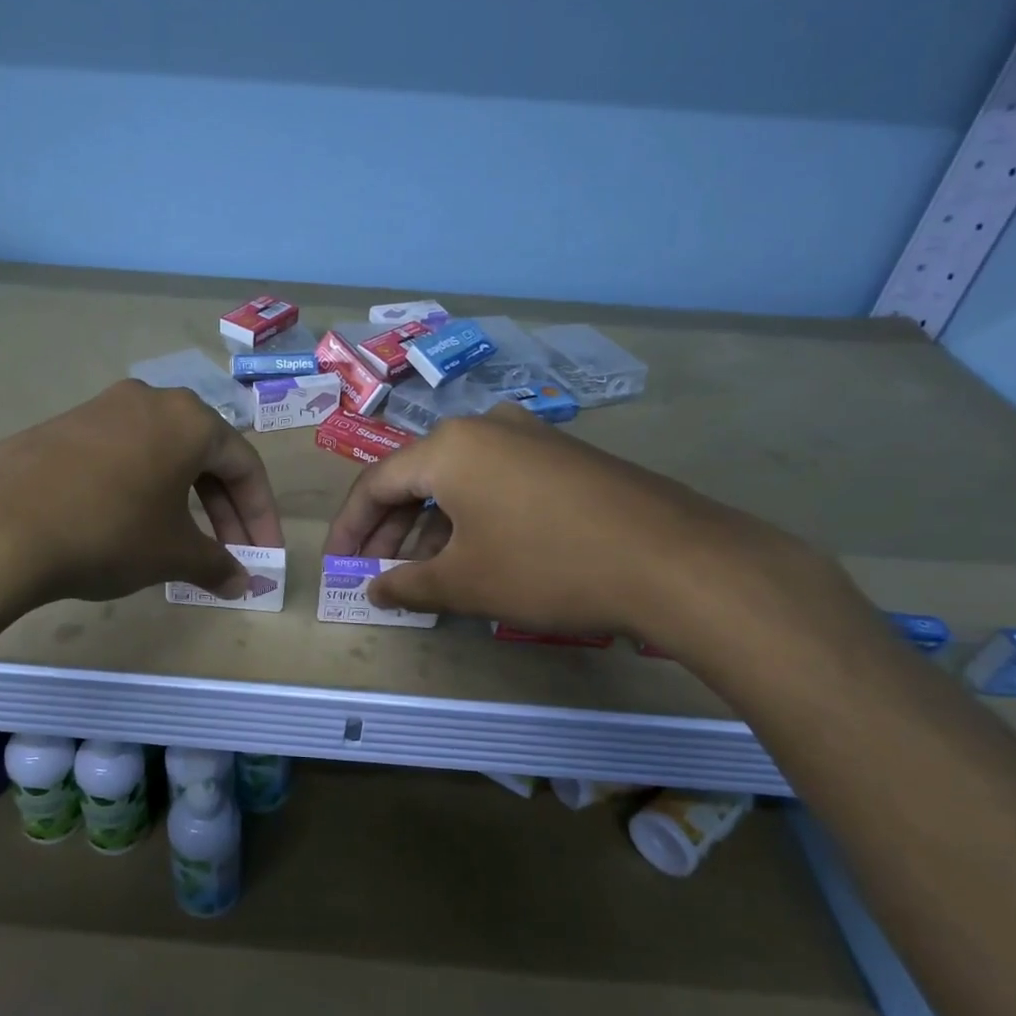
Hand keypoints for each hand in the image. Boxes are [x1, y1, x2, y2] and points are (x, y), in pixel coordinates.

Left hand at [0, 380, 281, 611]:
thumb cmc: (108, 530)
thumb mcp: (172, 552)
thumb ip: (216, 564)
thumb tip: (242, 582)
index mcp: (189, 419)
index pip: (244, 466)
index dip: (261, 516)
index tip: (264, 557)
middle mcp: (150, 400)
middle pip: (204, 457)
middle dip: (224, 512)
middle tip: (230, 557)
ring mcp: (101, 409)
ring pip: (162, 457)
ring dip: (183, 503)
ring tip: (183, 547)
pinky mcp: (63, 428)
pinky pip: (122, 458)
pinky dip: (142, 492)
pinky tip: (131, 528)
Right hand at [322, 405, 818, 644]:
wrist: (676, 560)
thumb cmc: (548, 566)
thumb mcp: (466, 582)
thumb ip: (408, 583)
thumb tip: (374, 588)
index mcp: (448, 447)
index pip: (375, 484)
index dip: (351, 528)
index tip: (339, 565)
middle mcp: (484, 427)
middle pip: (416, 478)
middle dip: (391, 529)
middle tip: (379, 574)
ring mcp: (530, 436)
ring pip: (458, 481)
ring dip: (432, 526)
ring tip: (426, 573)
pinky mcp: (564, 456)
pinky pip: (497, 481)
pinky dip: (473, 516)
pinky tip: (477, 553)